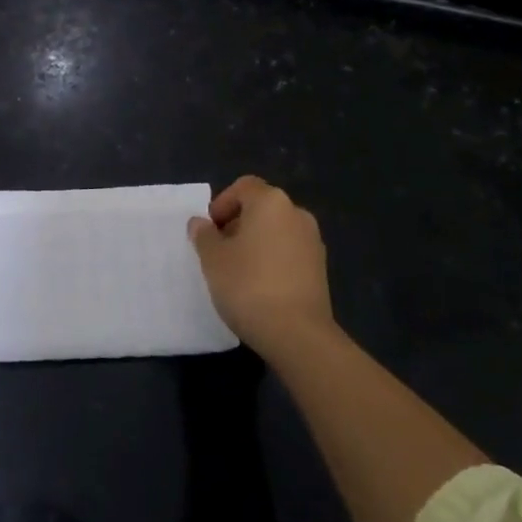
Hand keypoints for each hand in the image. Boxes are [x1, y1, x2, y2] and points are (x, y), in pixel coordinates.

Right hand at [188, 176, 334, 361]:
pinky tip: (259, 285)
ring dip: (255, 242)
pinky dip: (272, 259)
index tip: (209, 230)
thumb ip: (204, 236)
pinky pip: (289, 252)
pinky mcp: (320, 268)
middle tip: (218, 250)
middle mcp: (296, 213)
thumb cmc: (248, 285)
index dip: (222, 203)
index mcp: (271, 202)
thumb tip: (200, 223)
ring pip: (276, 230)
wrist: (298, 334)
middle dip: (237, 223)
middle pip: (261, 207)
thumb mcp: (213, 259)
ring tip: (237, 270)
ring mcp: (313, 241)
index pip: (243, 187)